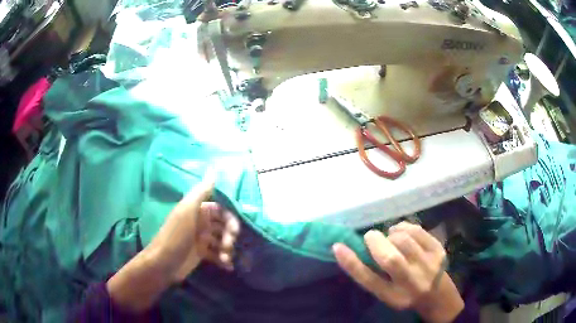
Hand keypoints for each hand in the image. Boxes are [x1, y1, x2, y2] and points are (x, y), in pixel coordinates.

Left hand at [107, 171, 239, 311]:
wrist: (163, 263)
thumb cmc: (176, 235)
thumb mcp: (187, 211)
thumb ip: (201, 191)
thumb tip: (213, 169)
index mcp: (198, 211)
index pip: (220, 210)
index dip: (230, 219)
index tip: (235, 231)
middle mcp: (201, 223)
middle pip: (223, 226)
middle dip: (230, 236)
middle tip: (229, 246)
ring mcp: (201, 240)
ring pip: (221, 241)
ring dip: (227, 249)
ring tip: (225, 258)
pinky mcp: (201, 255)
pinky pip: (217, 255)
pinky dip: (223, 260)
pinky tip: (228, 266)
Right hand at [333, 222, 463, 322]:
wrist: (438, 296)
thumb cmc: (406, 295)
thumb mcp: (386, 292)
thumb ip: (371, 275)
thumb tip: (349, 249)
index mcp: (393, 297)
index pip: (369, 280)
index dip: (351, 263)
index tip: (337, 246)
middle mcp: (412, 283)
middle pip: (390, 259)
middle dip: (375, 241)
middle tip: (371, 237)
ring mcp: (429, 265)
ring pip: (404, 240)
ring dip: (391, 234)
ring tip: (389, 238)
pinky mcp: (439, 251)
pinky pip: (417, 230)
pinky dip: (404, 227)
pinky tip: (401, 232)